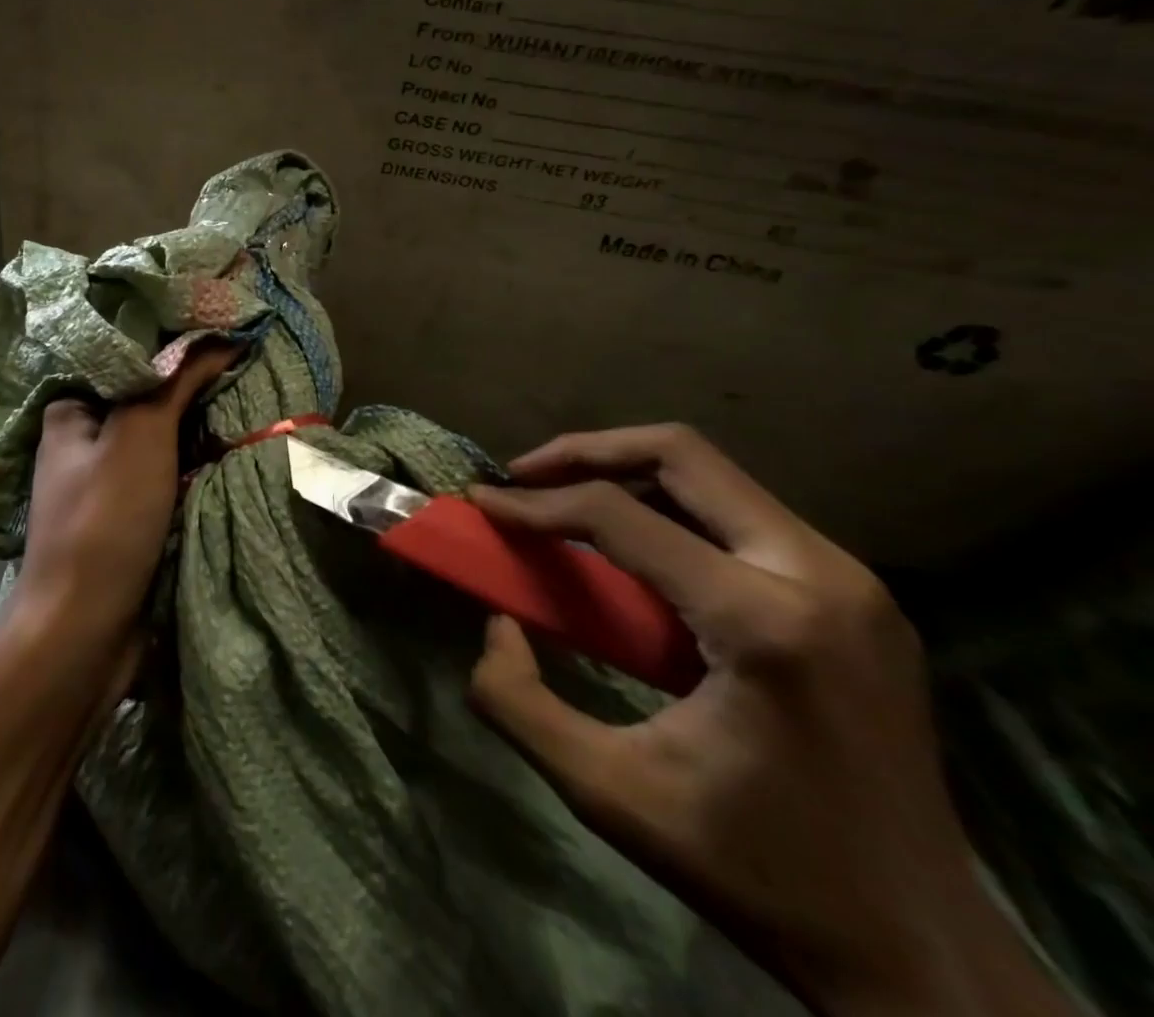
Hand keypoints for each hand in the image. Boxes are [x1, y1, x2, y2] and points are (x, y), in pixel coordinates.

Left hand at [7, 341, 235, 669]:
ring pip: (160, 437)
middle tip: (243, 360)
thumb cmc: (104, 520)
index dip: (173, 343)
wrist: (83, 630)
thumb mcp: (140, 435)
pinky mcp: (127, 514)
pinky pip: (167, 473)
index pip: (126, 357)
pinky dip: (194, 461)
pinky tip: (228, 443)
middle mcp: (83, 440)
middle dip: (191, 385)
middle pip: (146, 397)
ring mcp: (106, 480)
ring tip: (247, 391)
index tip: (221, 328)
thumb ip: (178, 381)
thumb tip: (223, 336)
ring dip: (197, 425)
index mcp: (71, 410)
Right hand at [466, 425, 1069, 1016]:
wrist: (925, 956)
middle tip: (524, 476)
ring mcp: (850, 581)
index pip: (620, 516)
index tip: (482, 503)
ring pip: (715, 476)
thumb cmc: (759, 873)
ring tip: (567, 502)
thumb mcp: (608, 793)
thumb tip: (496, 622)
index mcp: (763, 623)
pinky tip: (635, 548)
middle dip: (585, 451)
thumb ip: (517, 702)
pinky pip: (743, 515)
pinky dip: (672, 510)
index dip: (535, 502)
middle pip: (681, 454)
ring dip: (629, 474)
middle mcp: (819, 576)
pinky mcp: (858, 597)